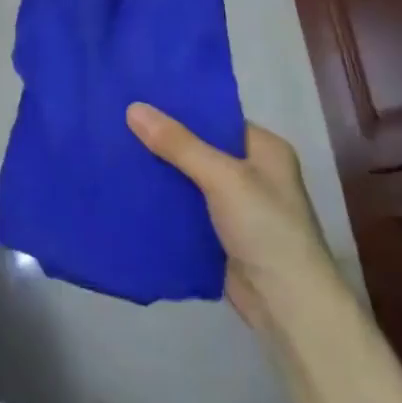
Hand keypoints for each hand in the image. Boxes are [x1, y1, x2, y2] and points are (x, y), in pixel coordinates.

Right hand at [126, 104, 337, 334]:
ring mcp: (235, 205)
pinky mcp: (218, 233)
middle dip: (162, 138)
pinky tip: (127, 187)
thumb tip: (133, 107)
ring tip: (113, 147)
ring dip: (158, 169)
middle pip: (198, 146)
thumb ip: (178, 144)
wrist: (288, 307)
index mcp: (265, 149)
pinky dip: (161, 199)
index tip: (138, 95)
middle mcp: (252, 172)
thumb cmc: (267, 229)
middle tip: (116, 120)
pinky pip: (183, 206)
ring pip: (187, 177)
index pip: (215, 116)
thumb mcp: (223, 178)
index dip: (179, 106)